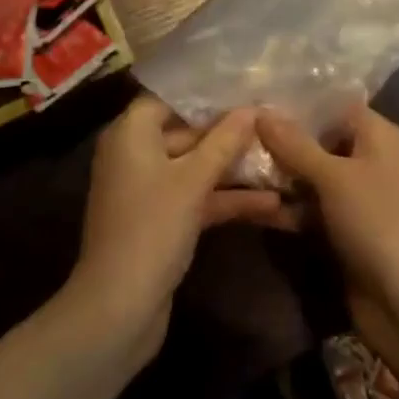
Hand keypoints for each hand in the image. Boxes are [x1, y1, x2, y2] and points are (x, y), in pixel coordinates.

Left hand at [67, 96, 284, 361]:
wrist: (117, 311)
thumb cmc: (151, 228)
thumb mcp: (193, 181)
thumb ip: (224, 141)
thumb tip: (252, 108)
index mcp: (131, 134)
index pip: (169, 98)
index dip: (206, 94)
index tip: (245, 87)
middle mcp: (136, 156)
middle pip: (186, 132)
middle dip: (229, 132)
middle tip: (272, 121)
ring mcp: (149, 191)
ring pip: (196, 168)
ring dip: (234, 169)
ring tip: (281, 158)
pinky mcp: (162, 222)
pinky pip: (196, 197)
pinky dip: (226, 199)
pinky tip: (271, 203)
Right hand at [256, 103, 398, 366]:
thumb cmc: (377, 220)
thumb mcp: (333, 176)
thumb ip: (295, 144)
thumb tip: (260, 110)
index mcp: (378, 135)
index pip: (335, 104)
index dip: (299, 101)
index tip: (257, 96)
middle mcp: (369, 159)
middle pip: (319, 141)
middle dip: (281, 140)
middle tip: (235, 131)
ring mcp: (356, 197)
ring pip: (311, 177)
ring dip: (279, 176)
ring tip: (231, 165)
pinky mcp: (344, 230)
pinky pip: (311, 209)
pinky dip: (287, 207)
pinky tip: (248, 204)